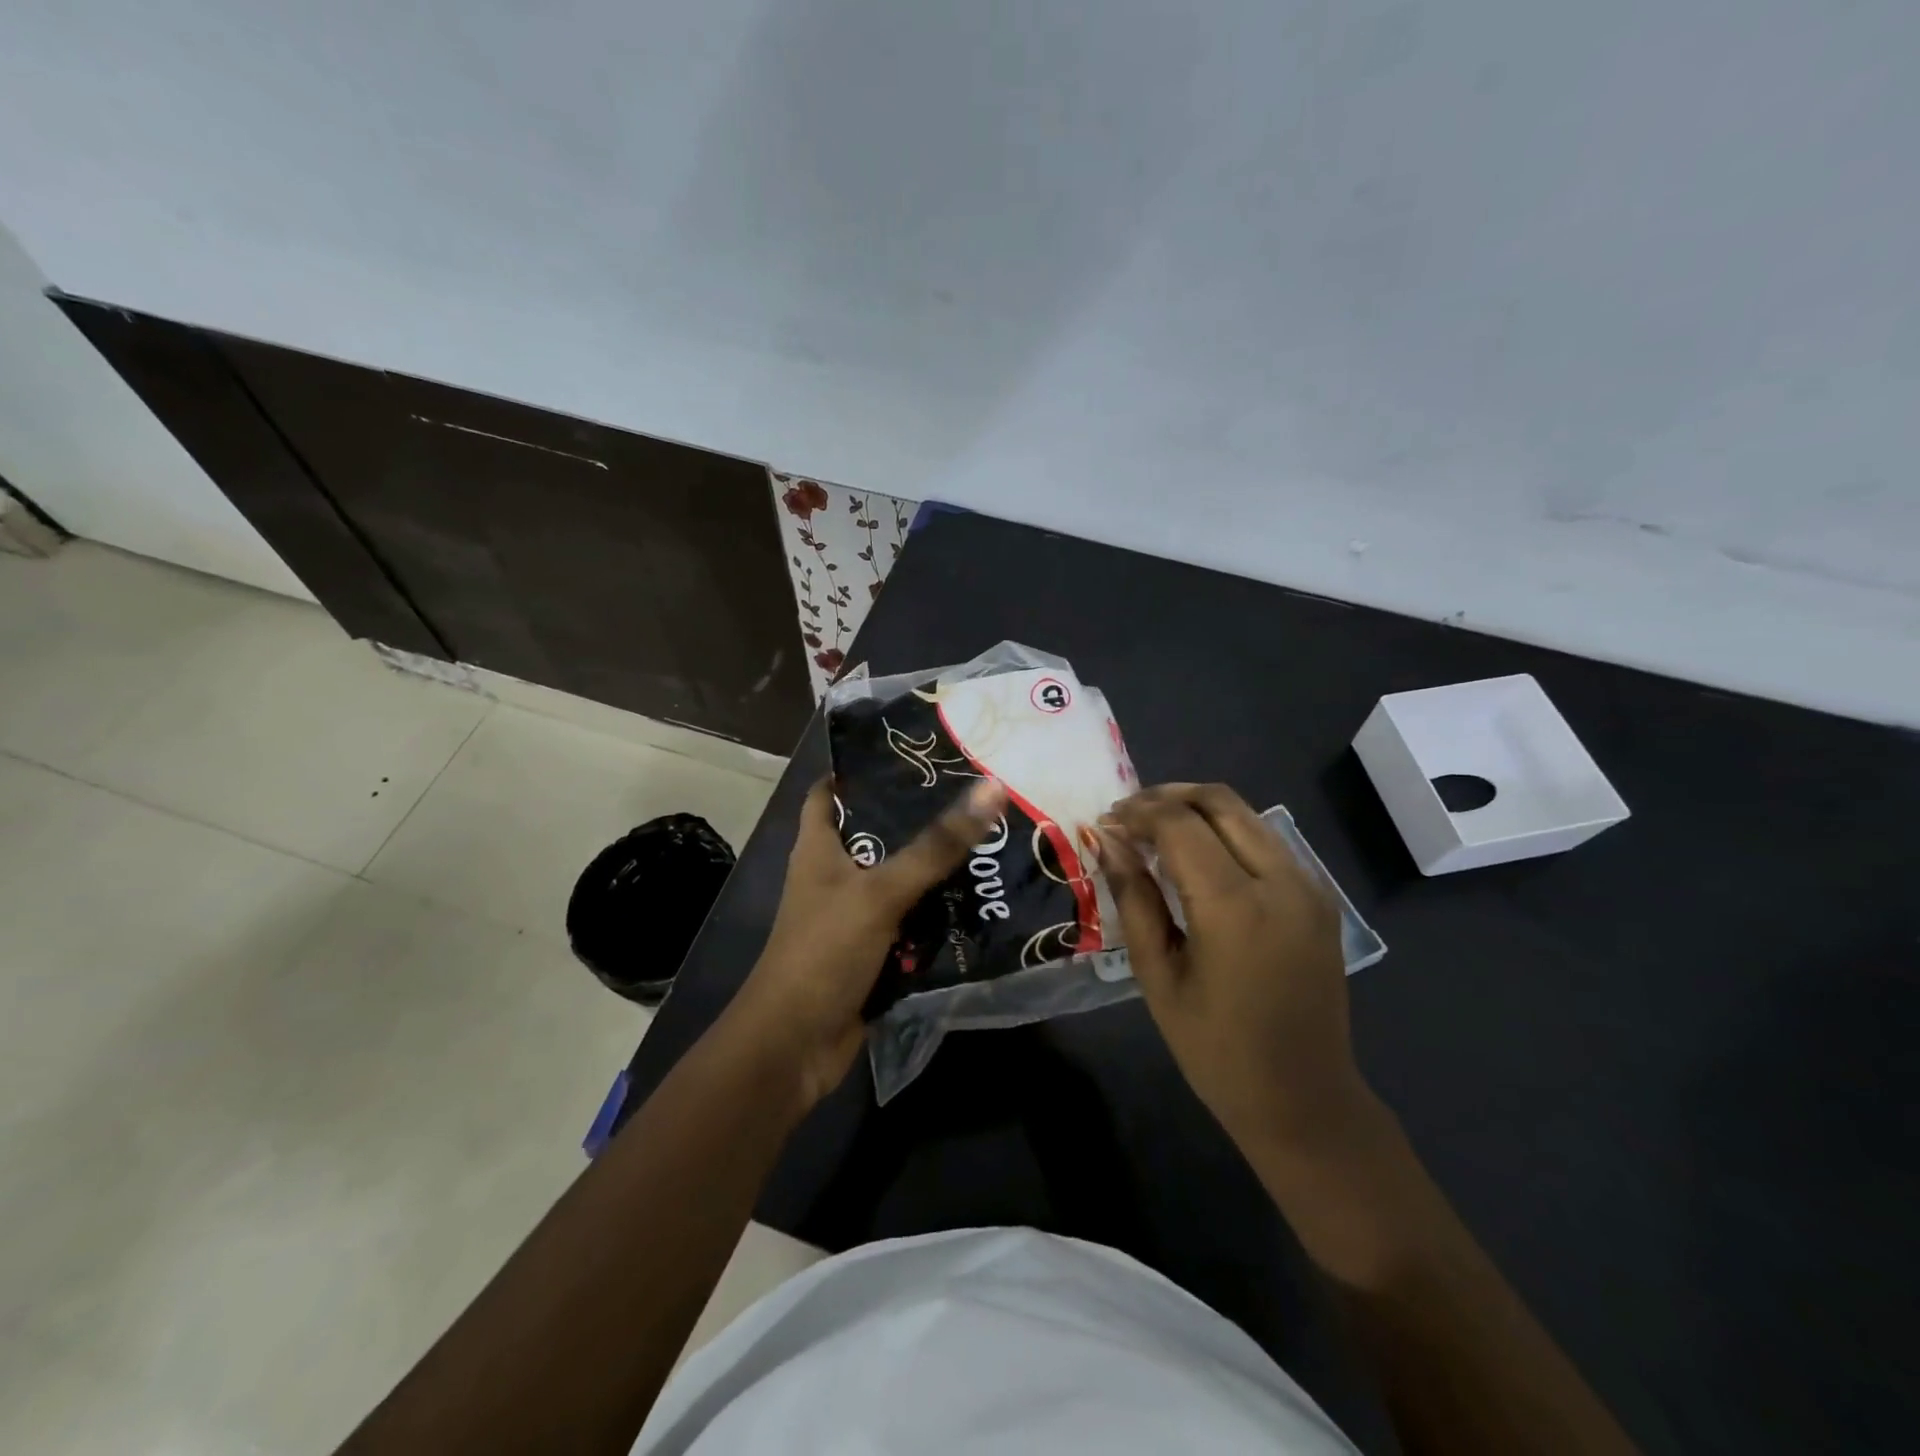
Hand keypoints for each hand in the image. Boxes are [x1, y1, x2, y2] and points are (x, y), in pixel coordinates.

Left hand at [730, 775, 1008, 1109]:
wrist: (796, 1045)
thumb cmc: (824, 951)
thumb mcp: (880, 891)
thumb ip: (936, 846)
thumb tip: (991, 789)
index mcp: (818, 847)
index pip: (831, 791)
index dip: (863, 768)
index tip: (913, 752)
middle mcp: (834, 875)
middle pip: (877, 834)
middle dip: (919, 818)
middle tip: (972, 793)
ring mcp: (854, 915)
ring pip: (900, 879)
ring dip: (936, 868)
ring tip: (989, 839)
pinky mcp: (873, 950)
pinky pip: (911, 921)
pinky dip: (937, 914)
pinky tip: (980, 899)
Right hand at [1093, 783, 1370, 1154]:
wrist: (1305, 1099)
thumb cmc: (1216, 1049)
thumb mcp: (1158, 975)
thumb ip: (1133, 898)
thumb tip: (1108, 841)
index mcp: (1235, 906)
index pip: (1179, 824)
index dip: (1136, 814)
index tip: (1104, 823)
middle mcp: (1281, 881)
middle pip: (1219, 801)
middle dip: (1165, 797)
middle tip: (1127, 816)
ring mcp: (1309, 885)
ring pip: (1246, 813)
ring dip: (1196, 809)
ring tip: (1155, 830)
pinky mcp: (1320, 896)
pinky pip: (1267, 840)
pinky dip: (1226, 831)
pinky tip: (1197, 856)